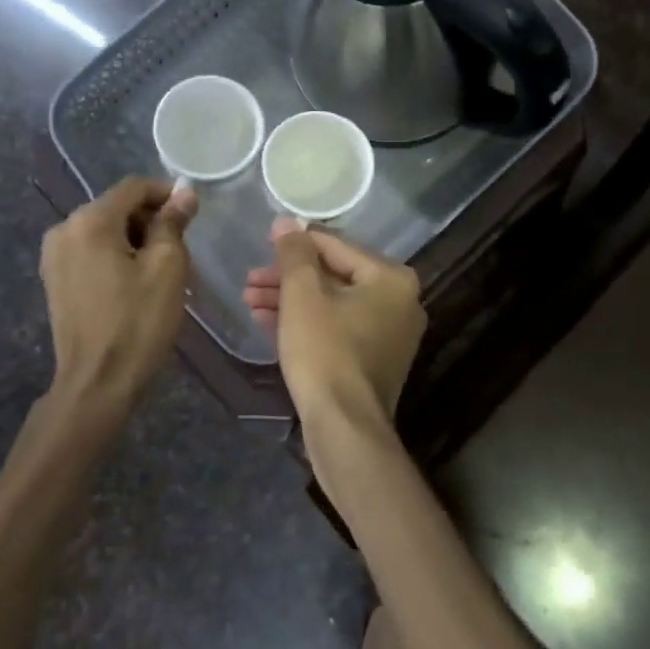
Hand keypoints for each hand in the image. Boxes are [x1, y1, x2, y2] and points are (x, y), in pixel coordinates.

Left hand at [40, 177, 196, 419]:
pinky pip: (91, 251)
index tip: (193, 212)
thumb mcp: (167, 267)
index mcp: (90, 221)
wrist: (97, 382)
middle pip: (116, 207)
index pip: (134, 187)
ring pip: (104, 230)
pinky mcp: (54, 279)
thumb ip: (173, 223)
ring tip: (161, 268)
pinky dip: (116, 255)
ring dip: (135, 239)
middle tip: (181, 246)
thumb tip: (184, 193)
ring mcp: (54, 256)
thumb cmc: (138, 321)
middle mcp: (64, 229)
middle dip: (150, 218)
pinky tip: (135, 282)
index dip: (166, 193)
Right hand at [243, 219, 426, 445]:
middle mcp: (399, 302)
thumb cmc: (325, 351)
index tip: (264, 240)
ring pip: (332, 304)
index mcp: (391, 278)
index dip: (297, 242)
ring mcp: (389, 334)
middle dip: (288, 277)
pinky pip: (337, 328)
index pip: (337, 246)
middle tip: (250, 279)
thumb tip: (287, 221)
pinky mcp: (374, 360)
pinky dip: (306, 323)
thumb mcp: (302, 295)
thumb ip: (294, 253)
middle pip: (334, 276)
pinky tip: (267, 321)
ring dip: (291, 300)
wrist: (344, 427)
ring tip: (249, 300)